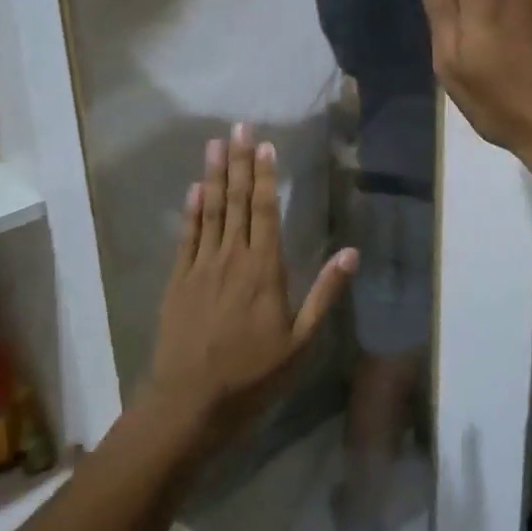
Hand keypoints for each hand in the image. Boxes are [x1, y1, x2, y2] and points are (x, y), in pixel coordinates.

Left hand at [147, 123, 358, 444]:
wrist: (190, 402)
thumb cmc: (253, 375)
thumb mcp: (302, 342)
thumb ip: (326, 294)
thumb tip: (353, 253)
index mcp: (264, 269)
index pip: (265, 211)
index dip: (265, 175)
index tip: (265, 144)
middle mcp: (232, 258)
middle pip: (235, 201)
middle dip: (238, 162)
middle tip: (237, 127)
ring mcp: (200, 267)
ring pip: (209, 212)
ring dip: (213, 176)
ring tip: (214, 144)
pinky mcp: (178, 281)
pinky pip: (187, 237)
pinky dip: (191, 211)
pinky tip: (193, 190)